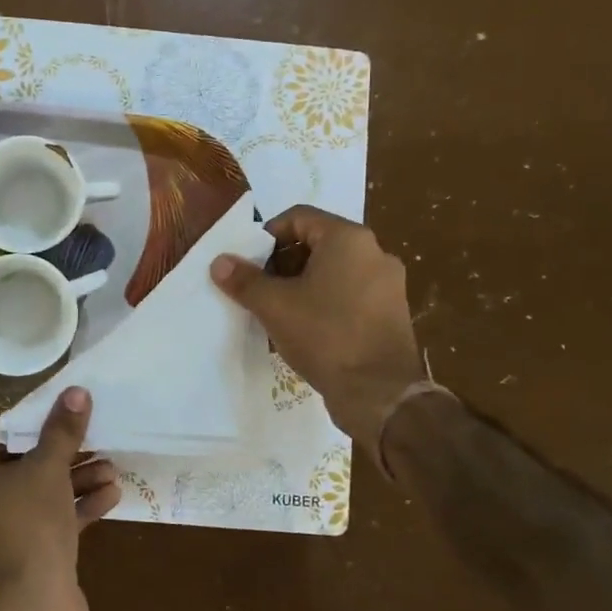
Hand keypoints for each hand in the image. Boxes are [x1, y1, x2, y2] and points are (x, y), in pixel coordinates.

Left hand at [0, 387, 120, 610]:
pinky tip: (111, 497)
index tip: (59, 418)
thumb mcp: (47, 468)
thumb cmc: (25, 524)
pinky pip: (44, 529)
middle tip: (93, 443)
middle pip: (17, 470)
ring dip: (73, 483)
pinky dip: (73, 513)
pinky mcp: (17, 567)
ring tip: (112, 470)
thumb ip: (61, 430)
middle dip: (61, 457)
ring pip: (34, 500)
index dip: (27, 426)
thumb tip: (76, 392)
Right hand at [211, 205, 423, 456]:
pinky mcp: (391, 313)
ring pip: (334, 271)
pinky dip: (325, 302)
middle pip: (317, 243)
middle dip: (283, 262)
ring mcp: (388, 284)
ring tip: (279, 311)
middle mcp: (374, 252)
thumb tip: (219, 262)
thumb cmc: (325, 335)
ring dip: (302, 284)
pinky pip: (350, 294)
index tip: (248, 262)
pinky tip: (307, 329)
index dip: (267, 235)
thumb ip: (244, 280)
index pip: (299, 217)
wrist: (380, 393)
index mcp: (348, 239)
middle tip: (260, 287)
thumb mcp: (274, 306)